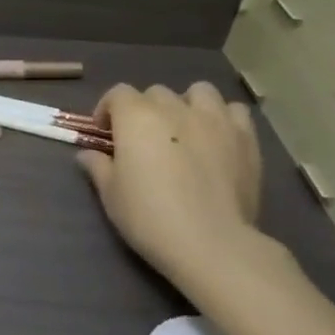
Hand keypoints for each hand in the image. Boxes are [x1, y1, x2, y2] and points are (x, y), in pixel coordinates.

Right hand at [78, 82, 263, 287]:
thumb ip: (98, 166)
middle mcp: (175, 108)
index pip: (118, 94)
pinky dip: (223, 118)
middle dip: (145, 109)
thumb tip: (88, 154)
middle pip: (156, 93)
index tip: (105, 133)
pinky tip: (217, 139)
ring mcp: (214, 120)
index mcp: (136, 117)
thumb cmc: (149, 216)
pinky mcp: (246, 139)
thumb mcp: (111, 194)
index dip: (108, 109)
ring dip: (187, 104)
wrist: (210, 243)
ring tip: (184, 129)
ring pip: (199, 92)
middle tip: (144, 139)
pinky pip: (234, 112)